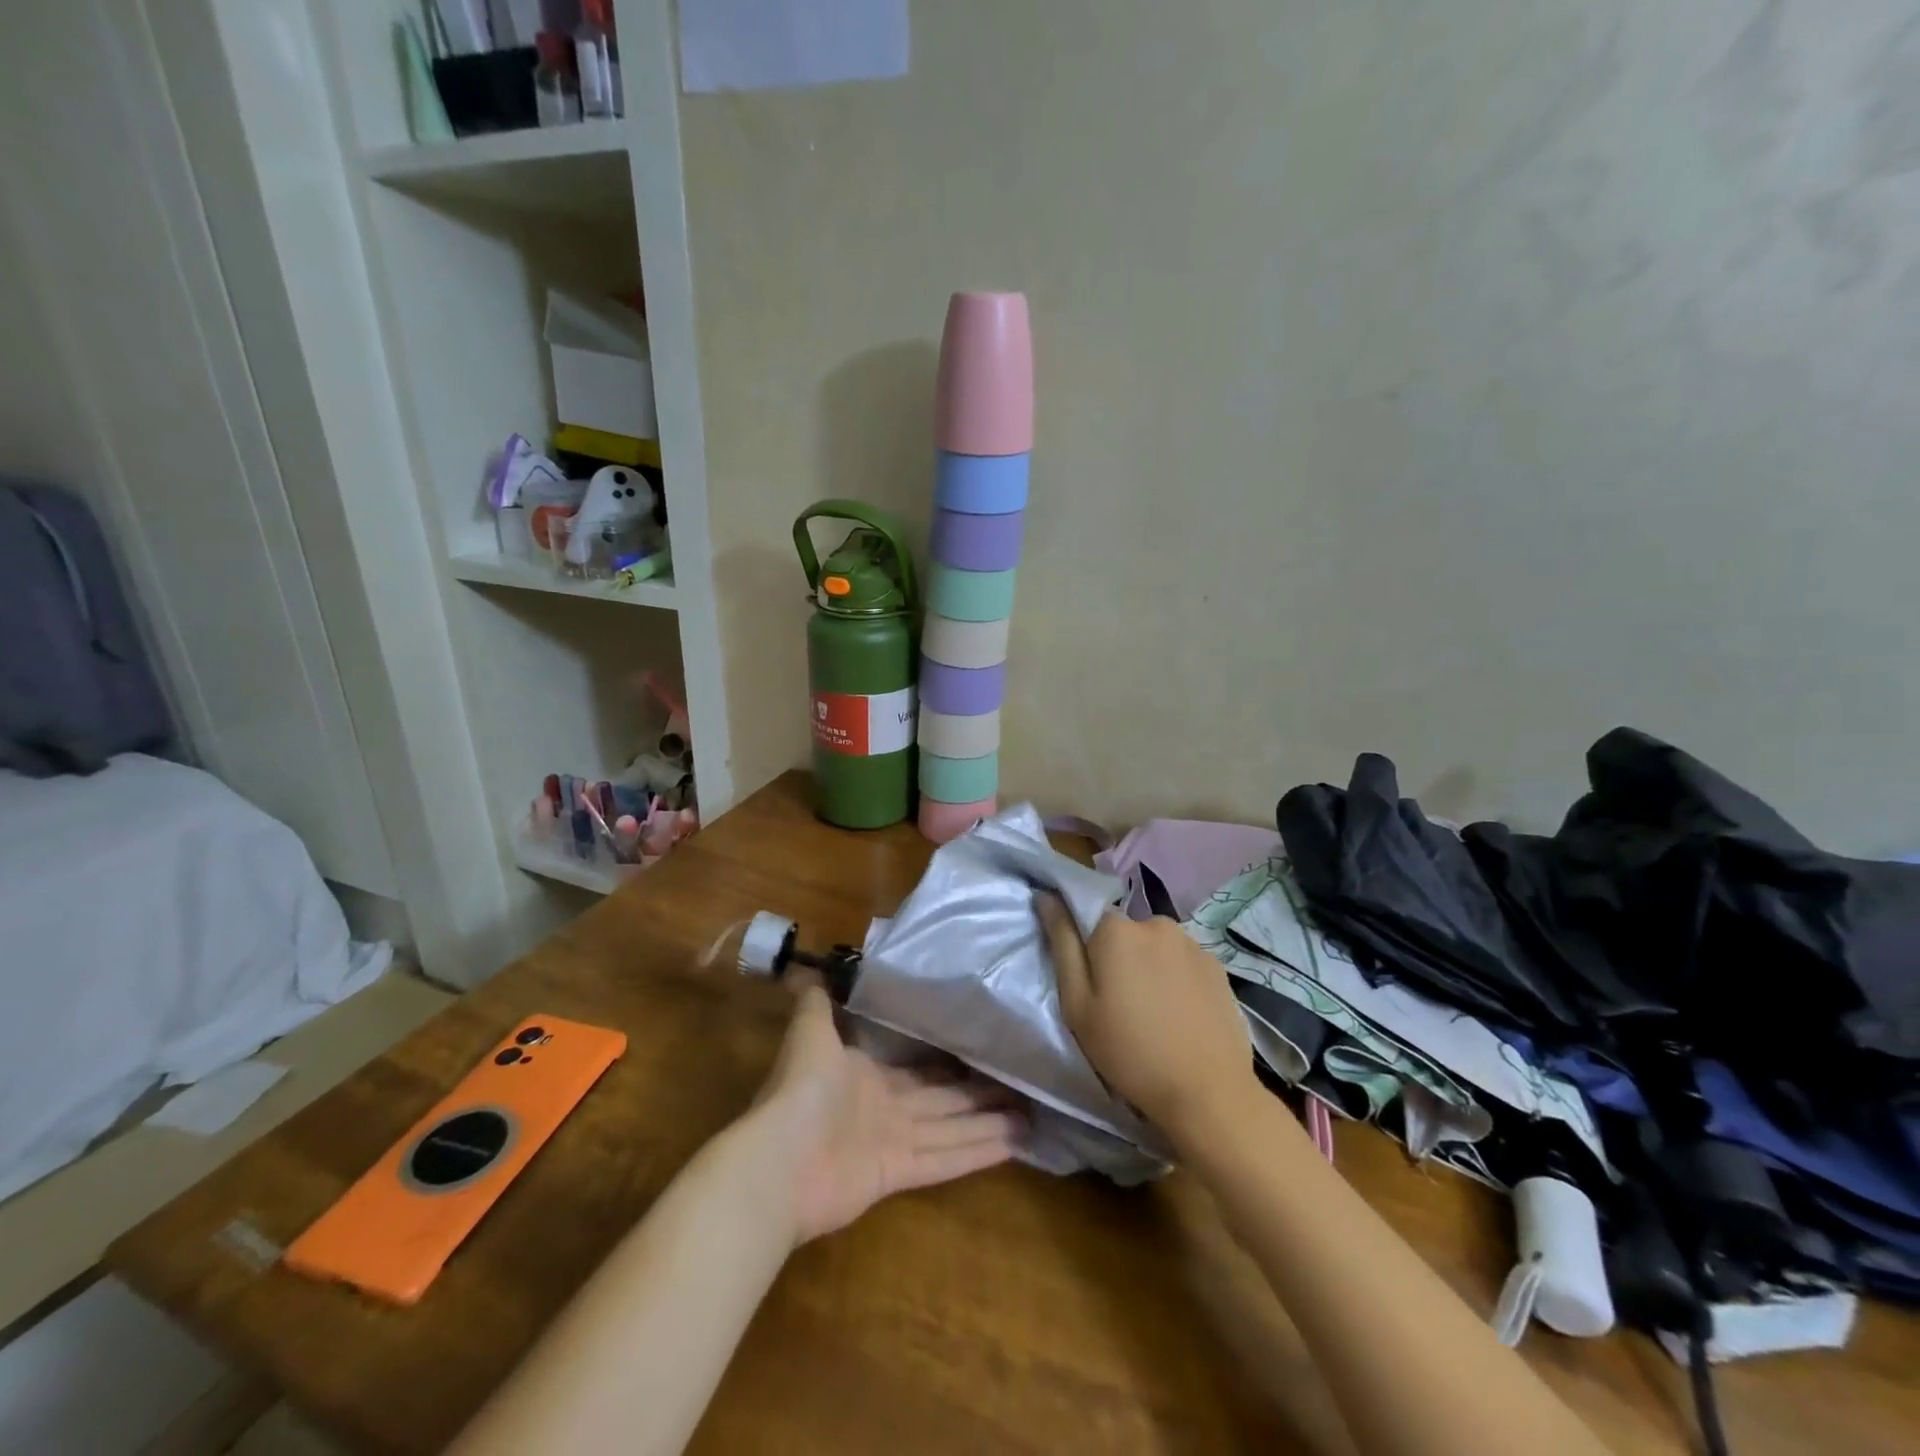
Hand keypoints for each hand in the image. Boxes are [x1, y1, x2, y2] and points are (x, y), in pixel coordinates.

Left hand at [752, 985, 1023, 1244]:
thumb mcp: (809, 1033)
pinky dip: (977, 1153)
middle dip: (979, 1094)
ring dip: (988, 1123)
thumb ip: (816, 1003)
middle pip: (943, 1101)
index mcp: (869, 1077)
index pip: (920, 1070)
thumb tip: (813, 968)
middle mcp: (887, 1110)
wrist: (778, 1159)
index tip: (981, 1051)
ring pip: (952, 1129)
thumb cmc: (799, 1090)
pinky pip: (945, 1160)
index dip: (950, 1064)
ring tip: (1031, 1114)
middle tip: (1020, 1083)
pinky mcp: (899, 1174)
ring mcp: (895, 1143)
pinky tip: (1013, 1145)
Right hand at [1038, 894, 1257, 1140]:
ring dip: (1148, 967)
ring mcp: (1191, 942)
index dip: (1084, 948)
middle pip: (1123, 932)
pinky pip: (1182, 962)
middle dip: (1117, 958)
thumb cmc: (1129, 1051)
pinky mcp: (1217, 965)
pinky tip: (1179, 1014)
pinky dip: (1176, 979)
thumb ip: (1061, 943)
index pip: (1087, 916)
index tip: (1089, 982)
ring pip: (1154, 946)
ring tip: (1153, 1012)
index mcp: (1116, 929)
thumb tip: (1046, 895)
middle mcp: (1155, 922)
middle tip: (1118, 1004)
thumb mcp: (1077, 1004)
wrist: (1208, 1092)